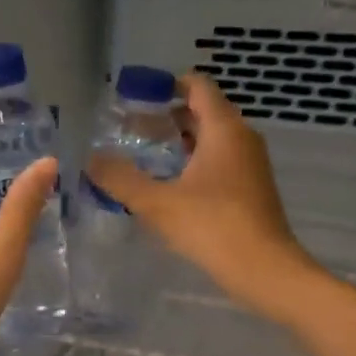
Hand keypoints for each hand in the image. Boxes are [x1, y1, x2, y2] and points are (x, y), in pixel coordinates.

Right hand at [88, 72, 318, 317]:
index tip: (137, 97)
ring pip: (212, 138)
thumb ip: (120, 179)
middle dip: (168, 115)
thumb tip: (90, 159)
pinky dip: (194, 161)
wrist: (265, 270)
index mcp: (224, 129)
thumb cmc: (212, 226)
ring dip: (180, 140)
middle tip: (131, 128)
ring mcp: (250, 164)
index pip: (198, 86)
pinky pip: (219, 160)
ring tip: (144, 154)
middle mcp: (242, 138)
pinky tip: (169, 183)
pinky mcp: (251, 187)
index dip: (168, 84)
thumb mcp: (157, 203)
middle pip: (203, 111)